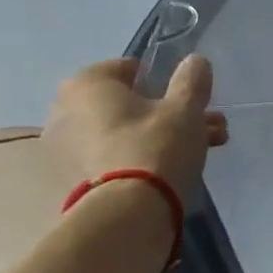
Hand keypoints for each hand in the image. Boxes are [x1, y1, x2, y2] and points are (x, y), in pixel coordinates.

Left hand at [43, 56, 228, 202]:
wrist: (129, 212)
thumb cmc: (155, 145)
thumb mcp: (185, 109)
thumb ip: (191, 81)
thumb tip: (195, 61)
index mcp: (86, 84)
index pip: (128, 68)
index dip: (162, 80)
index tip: (186, 97)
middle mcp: (66, 110)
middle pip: (128, 103)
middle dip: (168, 112)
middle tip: (205, 124)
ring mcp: (67, 147)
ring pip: (125, 131)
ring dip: (162, 135)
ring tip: (205, 148)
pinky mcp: (76, 178)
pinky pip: (115, 155)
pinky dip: (141, 156)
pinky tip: (175, 168)